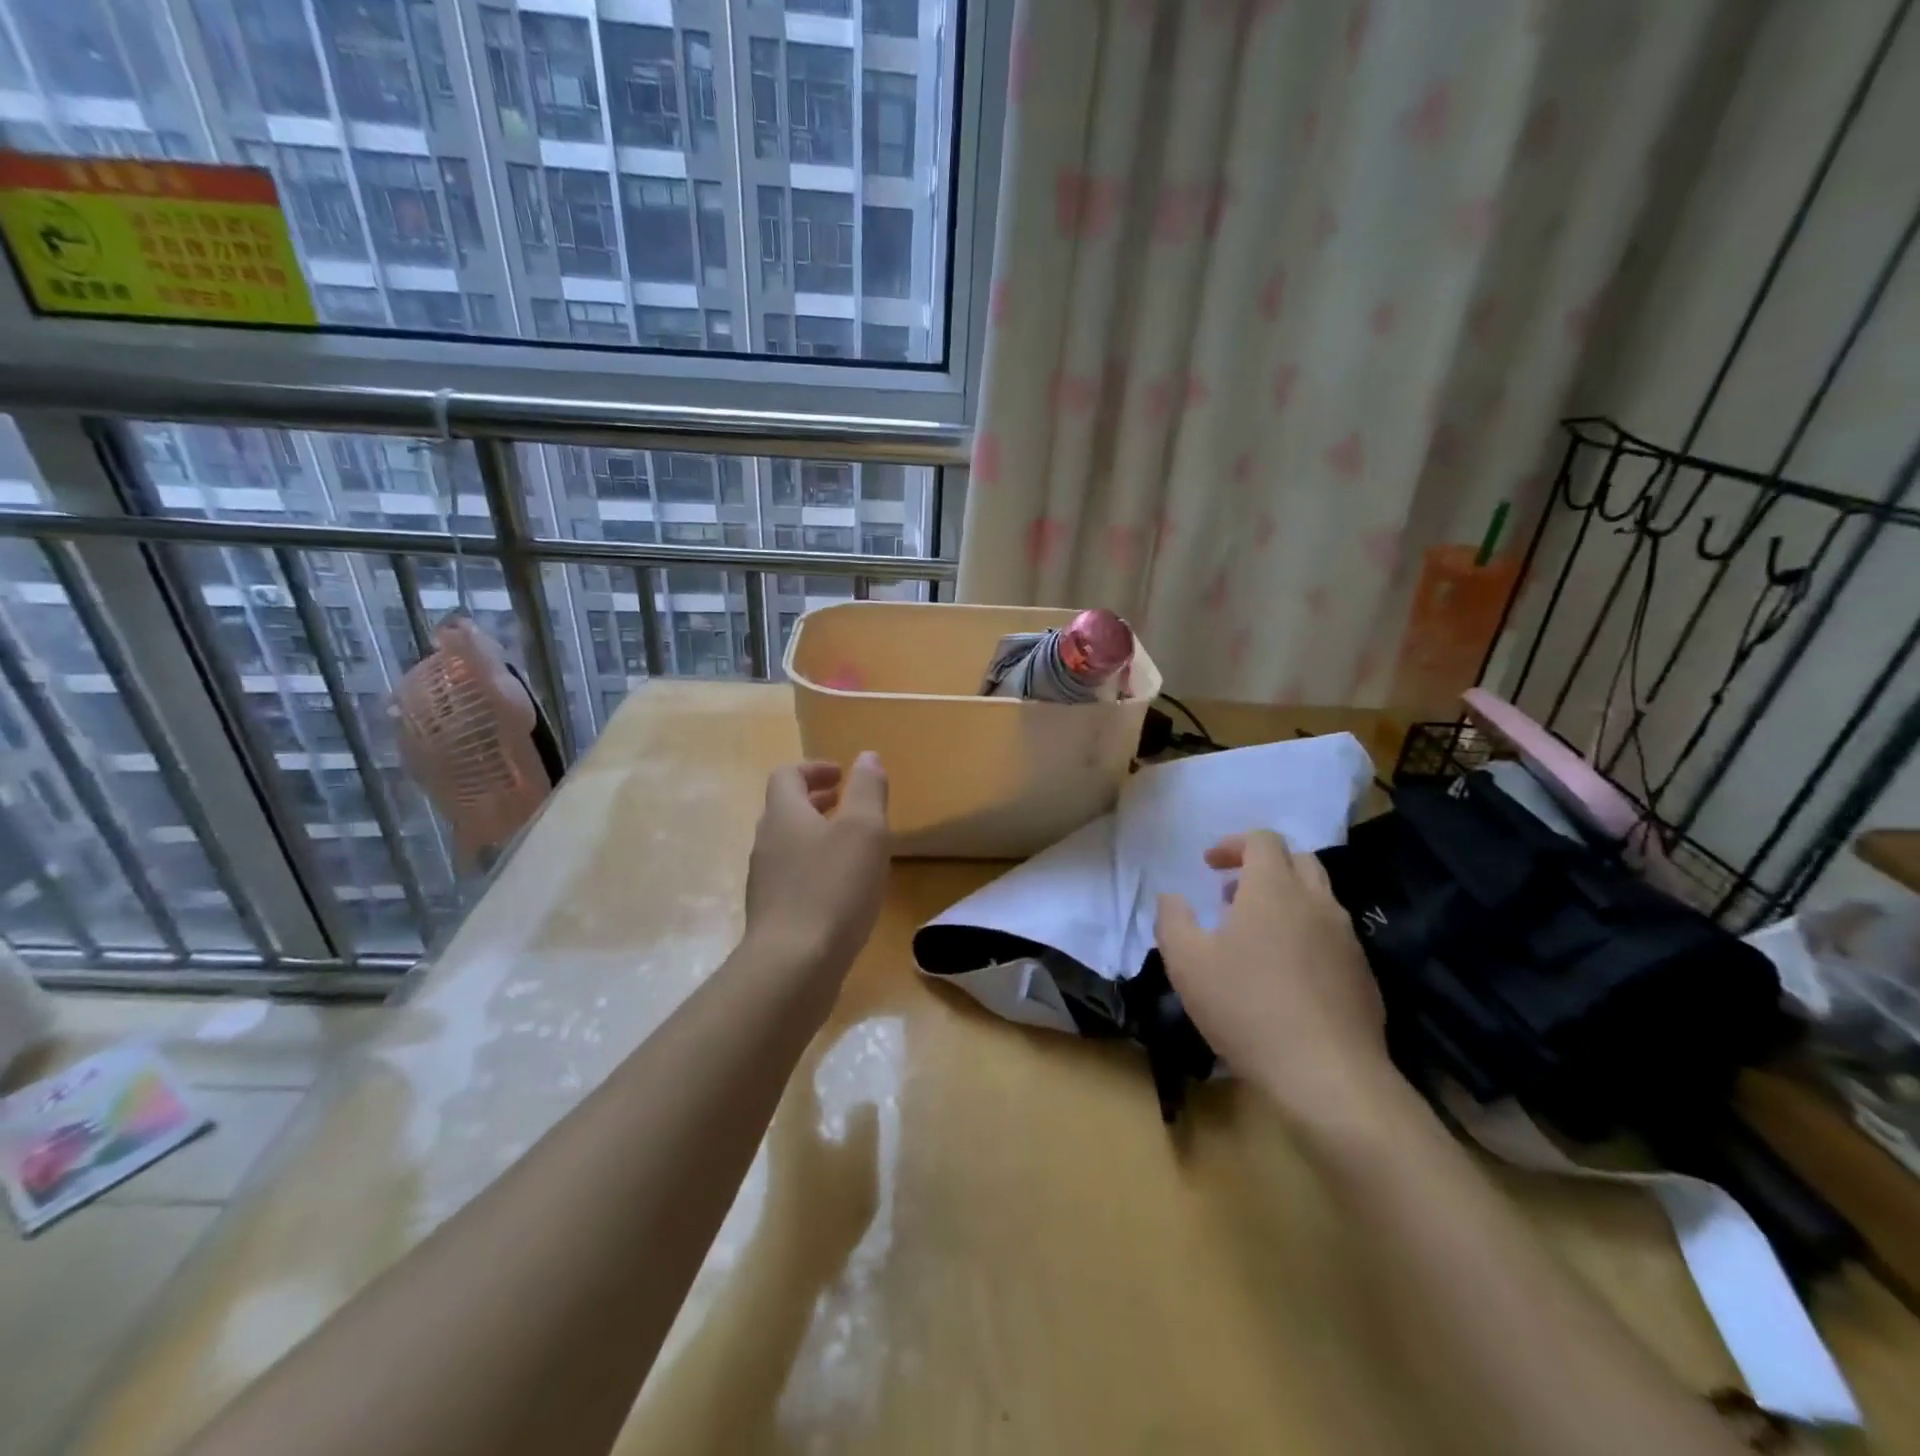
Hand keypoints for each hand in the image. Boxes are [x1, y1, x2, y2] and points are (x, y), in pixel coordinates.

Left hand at [743, 754, 890, 986]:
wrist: (793, 965)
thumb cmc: (833, 887)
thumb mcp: (864, 830)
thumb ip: (867, 789)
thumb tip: (866, 756)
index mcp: (784, 814)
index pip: (788, 775)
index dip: (814, 769)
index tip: (843, 776)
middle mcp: (767, 842)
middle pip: (785, 809)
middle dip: (816, 801)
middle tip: (847, 804)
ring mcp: (764, 881)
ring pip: (788, 844)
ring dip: (816, 834)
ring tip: (850, 846)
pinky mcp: (772, 914)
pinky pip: (792, 876)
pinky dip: (814, 867)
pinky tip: (841, 890)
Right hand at [1155, 829, 1393, 1122]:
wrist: (1328, 1076)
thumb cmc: (1247, 1008)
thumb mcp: (1186, 963)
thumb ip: (1172, 920)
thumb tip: (1172, 898)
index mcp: (1274, 889)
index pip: (1262, 840)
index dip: (1233, 844)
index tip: (1209, 866)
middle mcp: (1316, 903)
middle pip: (1297, 860)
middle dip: (1263, 867)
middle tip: (1232, 894)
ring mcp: (1347, 938)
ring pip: (1318, 898)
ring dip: (1286, 901)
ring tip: (1255, 936)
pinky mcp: (1363, 974)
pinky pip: (1332, 936)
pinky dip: (1306, 935)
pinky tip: (1286, 976)